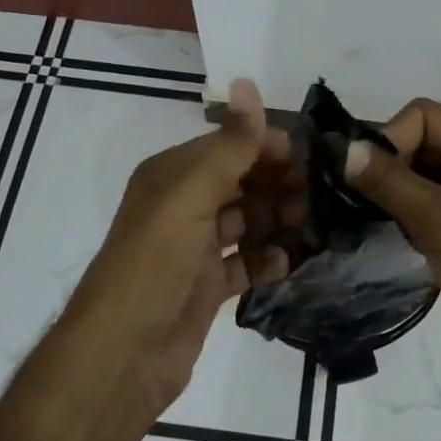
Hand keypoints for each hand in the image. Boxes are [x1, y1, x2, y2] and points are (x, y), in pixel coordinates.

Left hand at [66, 80, 300, 420]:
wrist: (121, 358)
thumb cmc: (154, 265)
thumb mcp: (191, 196)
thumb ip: (229, 144)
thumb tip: (247, 81)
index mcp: (173, 174)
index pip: (230, 144)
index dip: (269, 146)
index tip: (313, 158)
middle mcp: (182, 204)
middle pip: (242, 181)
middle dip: (279, 184)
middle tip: (318, 197)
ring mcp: (195, 247)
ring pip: (248, 220)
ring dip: (279, 220)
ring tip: (313, 227)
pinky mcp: (206, 285)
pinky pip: (246, 261)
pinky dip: (268, 259)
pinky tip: (290, 262)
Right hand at [345, 99, 440, 437]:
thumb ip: (389, 181)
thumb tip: (343, 149)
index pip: (424, 116)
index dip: (390, 137)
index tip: (359, 174)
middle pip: (417, 142)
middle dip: (384, 165)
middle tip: (345, 194)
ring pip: (414, 176)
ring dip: (386, 191)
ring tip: (352, 212)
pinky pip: (419, 206)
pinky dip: (396, 213)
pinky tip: (373, 230)